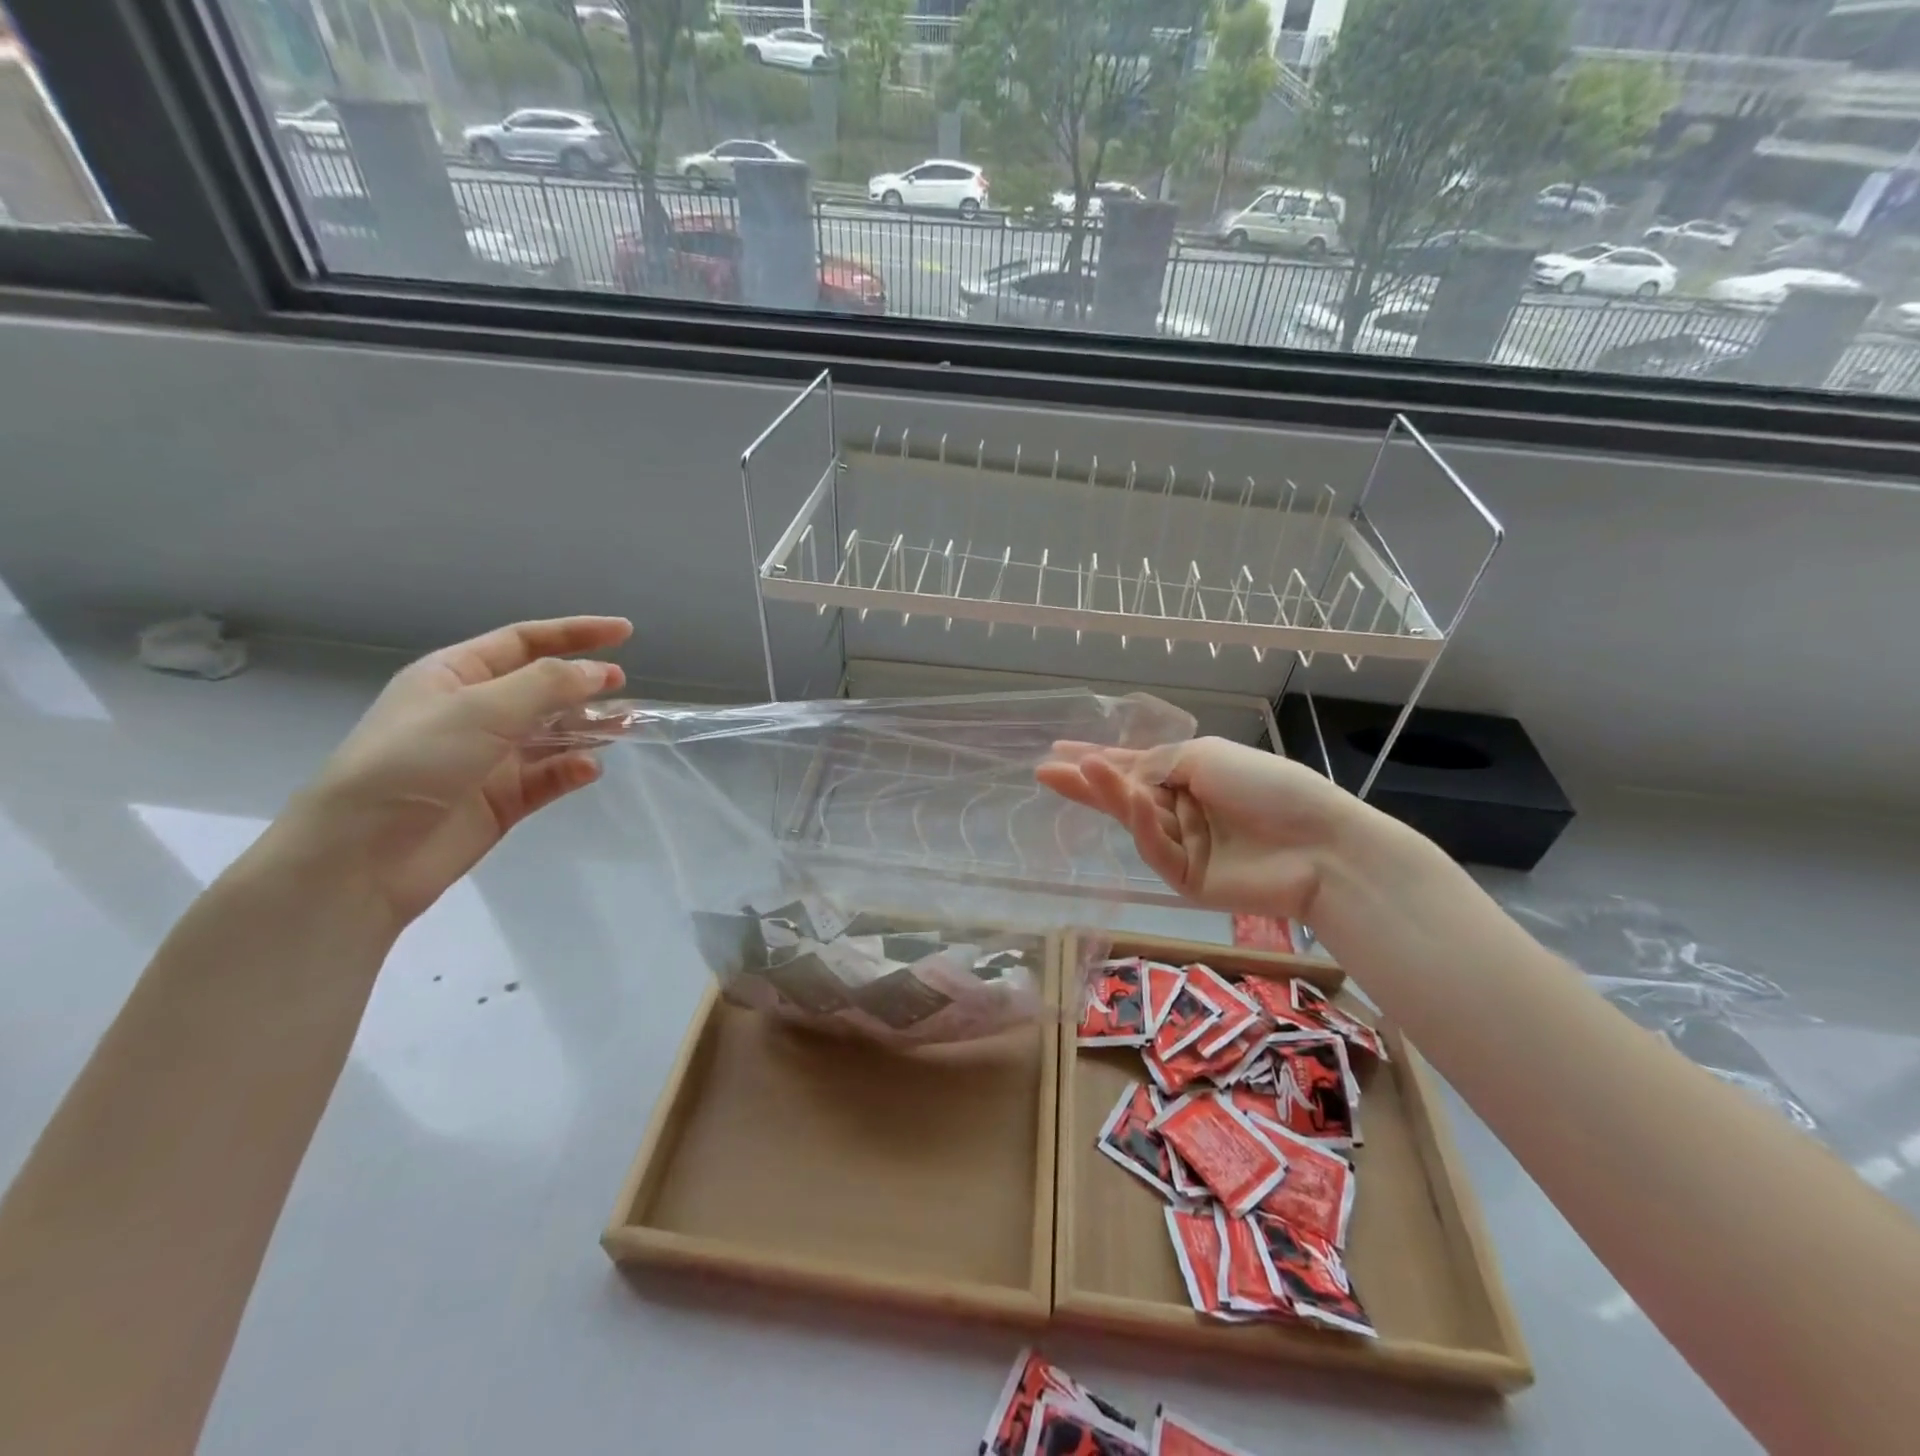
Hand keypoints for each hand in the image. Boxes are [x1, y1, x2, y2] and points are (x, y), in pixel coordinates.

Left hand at [286, 617, 631, 926]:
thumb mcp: (480, 709)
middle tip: (622, 686)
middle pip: (543, 688)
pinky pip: (550, 777)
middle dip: (584, 684)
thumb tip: (600, 672)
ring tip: (624, 726)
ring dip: (588, 727)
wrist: (362, 857)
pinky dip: (572, 770)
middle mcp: (474, 713)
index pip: (524, 642)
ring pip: (554, 733)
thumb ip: (547, 685)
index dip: (575, 633)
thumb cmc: (412, 763)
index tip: (625, 632)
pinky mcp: (503, 800)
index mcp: (455, 676)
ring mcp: (490, 758)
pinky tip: (587, 769)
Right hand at [1037, 736, 1369, 921]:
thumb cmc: (1267, 787)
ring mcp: (1180, 845)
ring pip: (1133, 819)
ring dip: (1109, 792)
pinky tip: (1129, 797)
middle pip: (1122, 795)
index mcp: (1187, 777)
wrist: (1320, 844)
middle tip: (1043, 771)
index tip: (1058, 751)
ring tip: (1079, 770)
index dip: (1096, 759)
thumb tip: (1119, 772)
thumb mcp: (1206, 758)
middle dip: (1085, 781)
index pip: (1132, 766)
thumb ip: (1157, 764)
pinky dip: (1141, 823)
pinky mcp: (1183, 880)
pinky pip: (1155, 847)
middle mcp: (1178, 809)